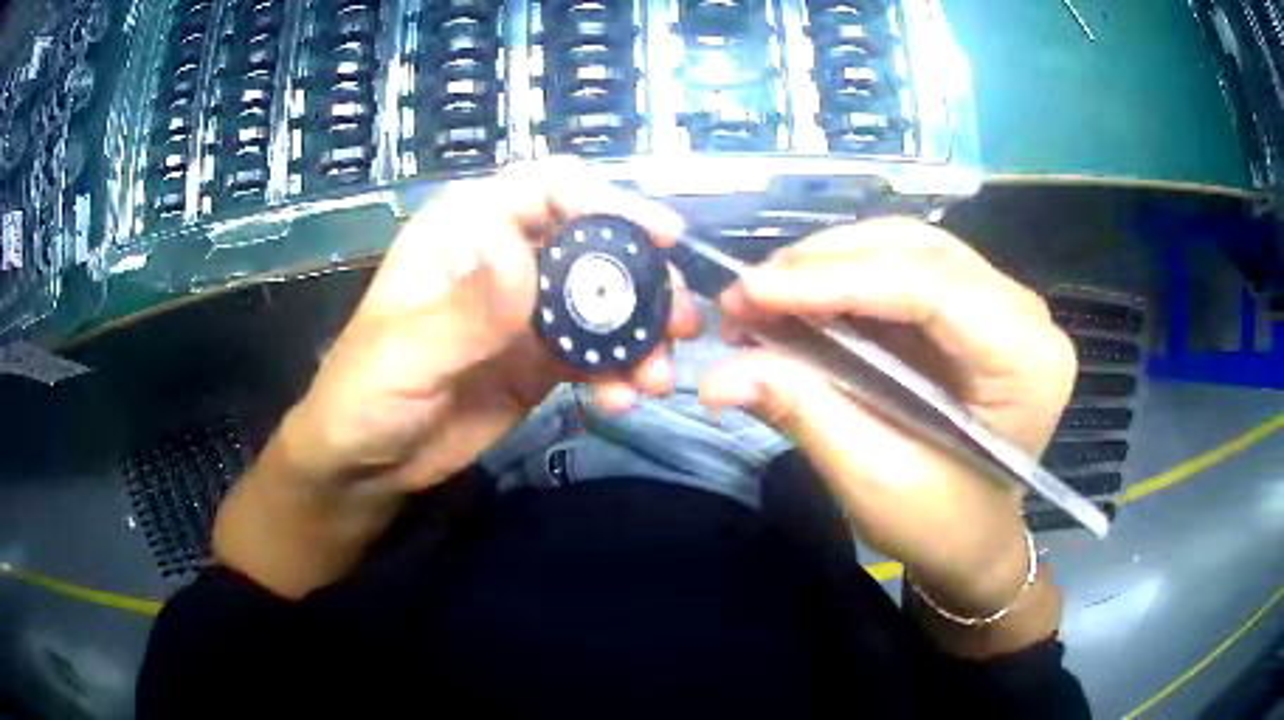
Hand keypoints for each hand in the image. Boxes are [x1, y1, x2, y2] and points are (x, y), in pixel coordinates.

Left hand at [282, 158, 701, 492]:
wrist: (365, 464)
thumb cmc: (363, 395)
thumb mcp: (404, 354)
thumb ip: (464, 310)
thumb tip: (521, 252)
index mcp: (464, 231)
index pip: (545, 190)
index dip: (605, 202)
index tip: (660, 236)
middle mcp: (503, 259)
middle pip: (590, 245)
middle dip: (641, 279)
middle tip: (681, 320)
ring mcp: (526, 312)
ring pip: (602, 303)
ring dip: (640, 334)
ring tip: (658, 375)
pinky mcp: (540, 360)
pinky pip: (594, 355)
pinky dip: (619, 372)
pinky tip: (624, 400)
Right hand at [699, 218, 1076, 615]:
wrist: (973, 539)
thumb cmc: (940, 525)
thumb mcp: (874, 479)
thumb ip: (806, 411)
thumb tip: (716, 375)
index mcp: (1027, 359)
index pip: (930, 288)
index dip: (834, 281)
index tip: (749, 293)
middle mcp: (1024, 312)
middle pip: (917, 251)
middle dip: (822, 265)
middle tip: (745, 295)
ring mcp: (1000, 301)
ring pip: (905, 247)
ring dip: (828, 263)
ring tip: (763, 296)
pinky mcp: (971, 303)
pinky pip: (902, 266)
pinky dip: (843, 276)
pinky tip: (799, 297)